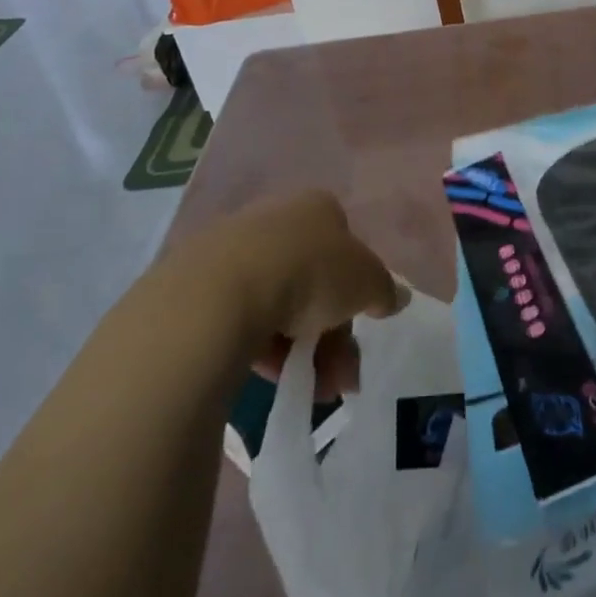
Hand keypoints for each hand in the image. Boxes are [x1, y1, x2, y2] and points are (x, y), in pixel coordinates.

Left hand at [151, 191, 405, 398]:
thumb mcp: (367, 282)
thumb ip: (385, 289)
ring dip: (300, 349)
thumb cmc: (309, 272)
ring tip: (310, 389)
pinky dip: (260, 346)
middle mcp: (275, 219)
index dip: (357, 288)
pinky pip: (241, 317)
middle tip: (339, 377)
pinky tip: (268, 376)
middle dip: (332, 334)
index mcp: (317, 207)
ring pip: (278, 303)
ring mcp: (232, 249)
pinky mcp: (197, 283)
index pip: (346, 246)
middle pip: (314, 280)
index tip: (361, 326)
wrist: (219, 293)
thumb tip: (398, 297)